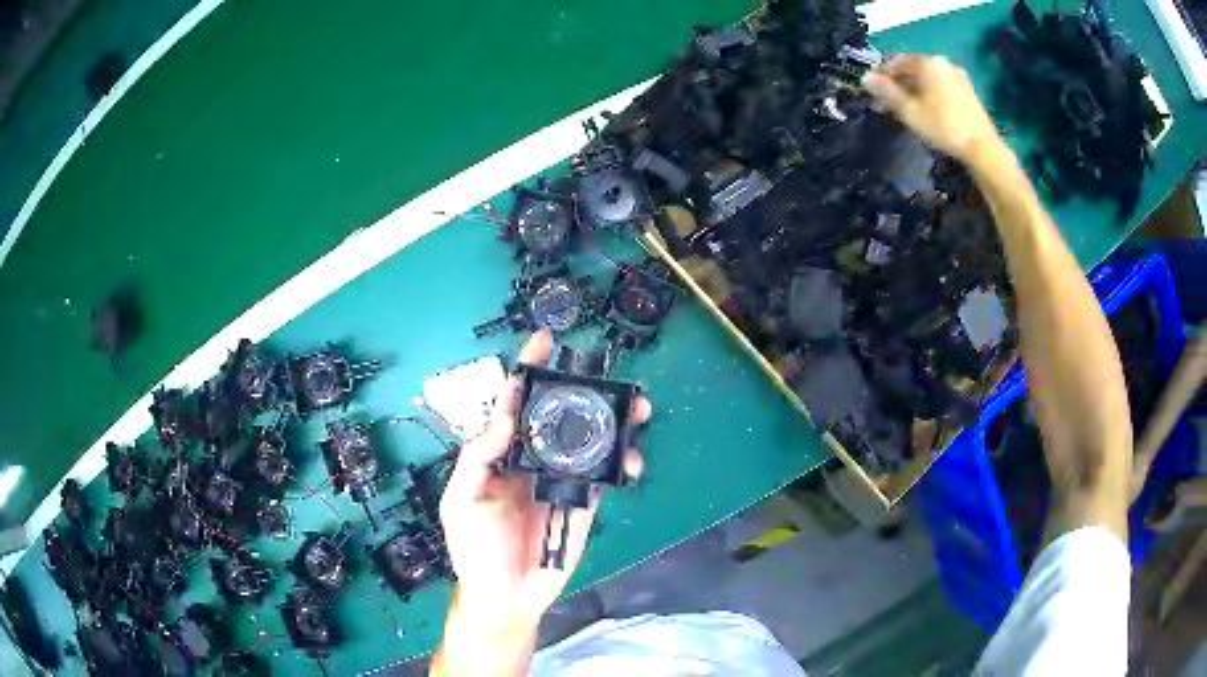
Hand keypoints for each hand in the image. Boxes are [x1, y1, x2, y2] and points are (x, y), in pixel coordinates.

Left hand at [438, 330, 649, 627]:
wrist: (506, 596)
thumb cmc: (475, 549)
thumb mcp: (461, 501)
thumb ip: (476, 458)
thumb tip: (505, 417)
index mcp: (501, 454)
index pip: (515, 404)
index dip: (528, 371)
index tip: (545, 343)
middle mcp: (533, 459)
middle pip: (561, 415)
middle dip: (585, 390)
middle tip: (607, 375)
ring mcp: (562, 479)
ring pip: (592, 440)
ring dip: (616, 420)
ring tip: (637, 408)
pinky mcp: (586, 501)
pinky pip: (607, 475)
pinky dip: (624, 462)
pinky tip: (631, 461)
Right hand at [862, 54, 1001, 164]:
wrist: (983, 148)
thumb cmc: (943, 127)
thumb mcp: (909, 111)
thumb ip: (886, 92)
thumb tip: (865, 77)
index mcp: (927, 62)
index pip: (895, 62)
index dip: (881, 75)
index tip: (873, 91)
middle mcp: (942, 62)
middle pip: (913, 68)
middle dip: (899, 83)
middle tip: (889, 101)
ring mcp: (957, 75)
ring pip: (928, 78)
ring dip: (915, 88)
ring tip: (908, 107)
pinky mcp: (968, 90)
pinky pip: (941, 85)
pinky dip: (930, 93)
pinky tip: (928, 109)